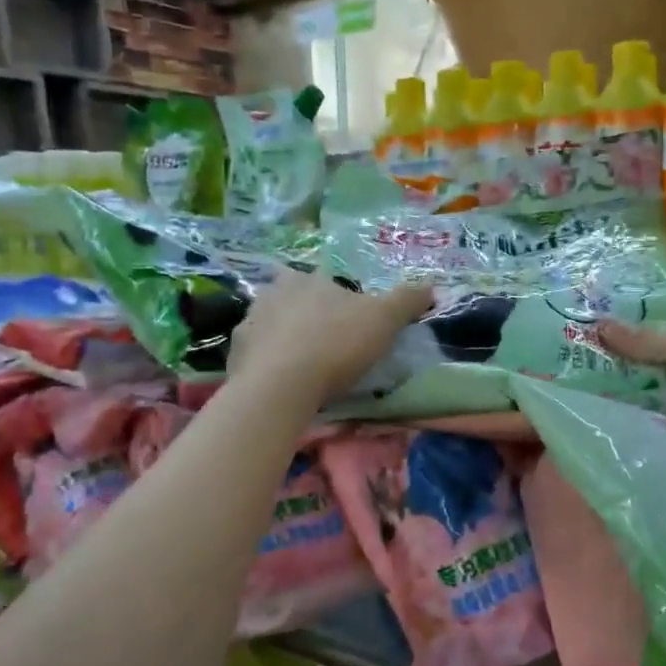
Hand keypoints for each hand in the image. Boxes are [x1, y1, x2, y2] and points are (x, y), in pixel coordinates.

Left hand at [229, 270, 436, 405]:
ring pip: (271, 326)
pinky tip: (282, 382)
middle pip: (293, 299)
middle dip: (307, 316)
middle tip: (327, 343)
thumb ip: (407, 300)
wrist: (280, 386)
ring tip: (304, 366)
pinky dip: (268, 364)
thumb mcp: (384, 320)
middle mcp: (271, 293)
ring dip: (285, 339)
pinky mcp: (234, 355)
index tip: (351, 323)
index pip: (325, 281)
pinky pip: (256, 355)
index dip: (339, 300)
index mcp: (307, 279)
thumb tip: (430, 285)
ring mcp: (248, 323)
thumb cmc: (335, 344)